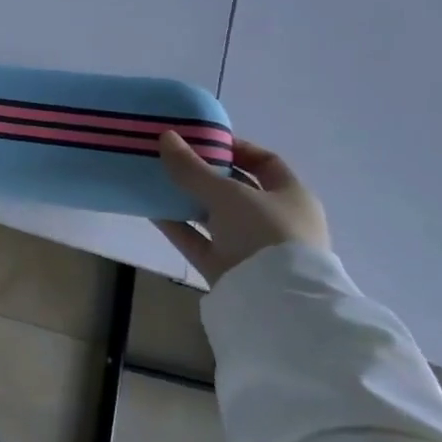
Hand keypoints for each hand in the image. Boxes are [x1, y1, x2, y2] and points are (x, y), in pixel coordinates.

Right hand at [154, 133, 328, 288]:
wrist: (276, 304)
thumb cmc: (265, 233)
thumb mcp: (228, 193)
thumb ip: (193, 168)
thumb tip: (165, 137)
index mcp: (291, 196)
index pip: (266, 162)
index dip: (236, 147)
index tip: (202, 139)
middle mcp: (274, 220)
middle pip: (235, 189)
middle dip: (204, 173)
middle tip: (171, 157)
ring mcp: (250, 247)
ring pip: (213, 215)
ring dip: (186, 198)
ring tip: (154, 179)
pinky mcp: (227, 268)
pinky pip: (198, 240)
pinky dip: (176, 225)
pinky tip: (150, 209)